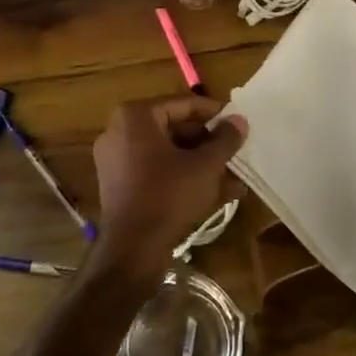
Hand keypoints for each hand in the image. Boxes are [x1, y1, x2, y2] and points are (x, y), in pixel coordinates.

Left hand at [91, 96, 246, 283]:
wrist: (132, 250)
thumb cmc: (169, 196)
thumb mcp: (205, 165)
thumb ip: (225, 140)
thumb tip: (239, 121)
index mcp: (135, 117)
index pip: (183, 104)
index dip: (214, 113)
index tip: (236, 123)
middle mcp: (119, 132)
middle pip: (174, 129)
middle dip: (208, 144)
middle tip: (235, 151)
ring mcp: (116, 161)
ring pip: (168, 154)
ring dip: (200, 164)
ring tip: (233, 177)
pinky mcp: (120, 186)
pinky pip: (156, 173)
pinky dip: (182, 178)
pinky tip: (216, 194)